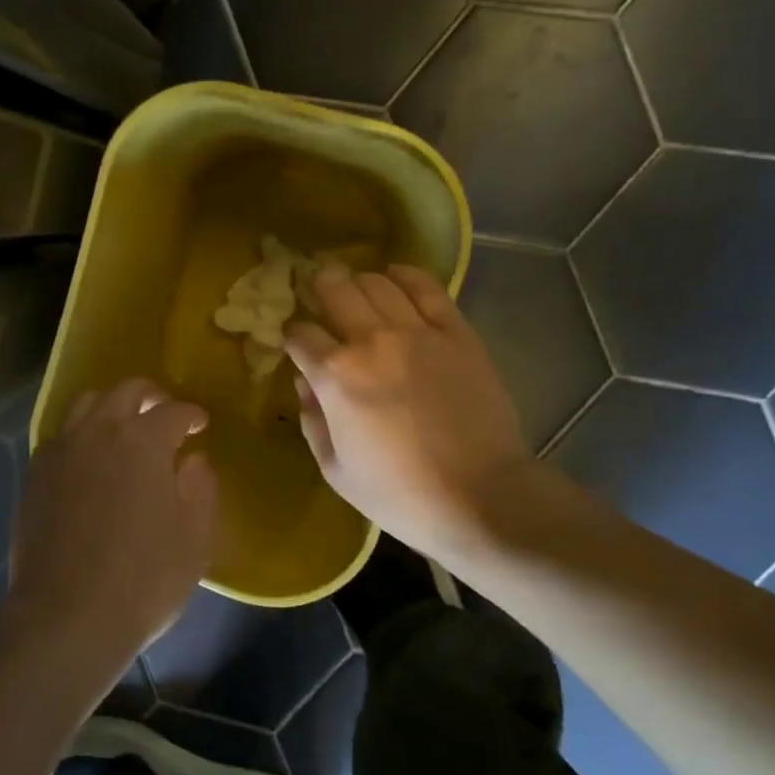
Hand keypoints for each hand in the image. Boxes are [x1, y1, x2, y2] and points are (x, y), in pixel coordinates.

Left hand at [6, 378, 217, 671]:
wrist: (66, 617)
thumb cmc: (143, 579)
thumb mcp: (194, 538)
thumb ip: (201, 488)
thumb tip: (194, 460)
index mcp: (143, 441)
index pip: (173, 411)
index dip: (192, 414)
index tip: (200, 425)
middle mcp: (100, 430)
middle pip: (127, 391)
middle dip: (152, 396)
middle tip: (165, 414)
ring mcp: (62, 449)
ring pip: (87, 402)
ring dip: (112, 405)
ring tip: (124, 427)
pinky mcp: (36, 472)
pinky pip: (62, 433)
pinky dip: (82, 431)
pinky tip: (90, 457)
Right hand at [285, 265, 528, 565]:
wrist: (482, 498)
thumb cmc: (400, 493)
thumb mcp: (335, 470)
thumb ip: (312, 420)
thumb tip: (303, 383)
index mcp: (336, 376)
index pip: (299, 334)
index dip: (292, 334)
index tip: (296, 341)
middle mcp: (371, 341)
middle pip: (335, 289)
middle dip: (319, 287)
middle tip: (320, 294)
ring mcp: (418, 332)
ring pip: (377, 282)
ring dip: (359, 283)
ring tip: (358, 293)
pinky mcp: (457, 333)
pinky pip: (427, 288)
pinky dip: (406, 276)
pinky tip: (395, 277)